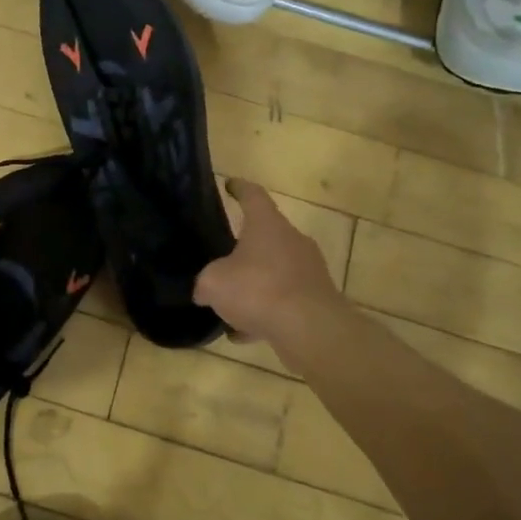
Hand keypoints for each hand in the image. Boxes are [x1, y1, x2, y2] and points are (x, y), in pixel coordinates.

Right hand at [194, 178, 340, 345]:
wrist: (310, 329)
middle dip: (244, 247)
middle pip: (266, 235)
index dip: (239, 188)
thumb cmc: (258, 290)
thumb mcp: (213, 283)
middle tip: (223, 259)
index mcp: (267, 224)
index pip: (253, 195)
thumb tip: (204, 291)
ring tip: (231, 305)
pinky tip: (245, 333)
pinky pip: (284, 300)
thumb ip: (205, 283)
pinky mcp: (316, 298)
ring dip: (255, 283)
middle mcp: (292, 240)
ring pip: (275, 270)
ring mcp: (308, 270)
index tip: (230, 185)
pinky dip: (265, 311)